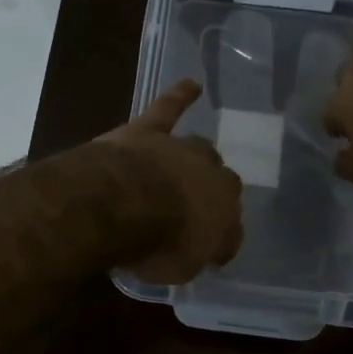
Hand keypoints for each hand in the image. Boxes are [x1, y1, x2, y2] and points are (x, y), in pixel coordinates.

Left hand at [100, 79, 244, 282]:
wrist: (123, 202)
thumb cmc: (157, 243)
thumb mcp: (180, 268)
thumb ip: (192, 256)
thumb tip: (197, 250)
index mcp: (225, 215)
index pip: (230, 229)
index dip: (219, 239)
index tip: (208, 250)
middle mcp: (212, 178)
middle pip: (221, 183)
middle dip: (211, 194)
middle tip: (194, 209)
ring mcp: (182, 150)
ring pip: (201, 149)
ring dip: (198, 159)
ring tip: (194, 164)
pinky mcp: (151, 130)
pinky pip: (169, 109)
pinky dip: (180, 96)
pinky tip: (191, 85)